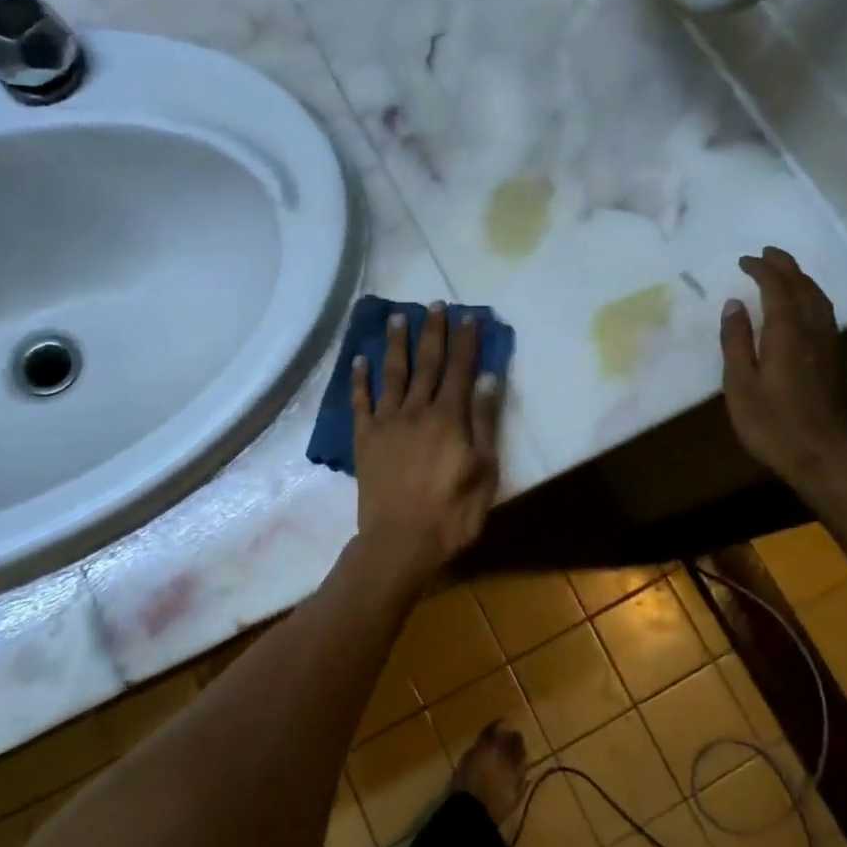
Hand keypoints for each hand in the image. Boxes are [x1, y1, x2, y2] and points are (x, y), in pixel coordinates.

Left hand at [352, 304, 501, 580]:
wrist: (400, 541)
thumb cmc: (452, 512)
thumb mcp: (484, 470)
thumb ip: (483, 422)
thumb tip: (487, 379)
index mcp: (449, 417)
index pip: (461, 369)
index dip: (466, 341)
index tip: (469, 316)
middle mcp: (416, 410)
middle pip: (427, 364)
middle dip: (433, 332)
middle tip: (434, 304)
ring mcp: (386, 423)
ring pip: (392, 374)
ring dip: (395, 344)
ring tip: (397, 318)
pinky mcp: (364, 439)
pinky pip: (360, 402)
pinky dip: (360, 380)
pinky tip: (359, 360)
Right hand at [720, 247, 846, 489]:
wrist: (824, 458)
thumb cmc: (772, 424)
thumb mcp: (740, 385)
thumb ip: (736, 342)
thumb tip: (734, 304)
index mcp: (787, 333)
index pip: (777, 288)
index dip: (762, 270)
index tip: (744, 260)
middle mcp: (813, 331)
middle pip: (804, 287)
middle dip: (785, 267)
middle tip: (767, 254)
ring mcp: (829, 346)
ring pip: (820, 300)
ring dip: (802, 280)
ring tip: (786, 273)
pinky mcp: (836, 362)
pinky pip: (825, 315)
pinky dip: (812, 299)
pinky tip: (805, 308)